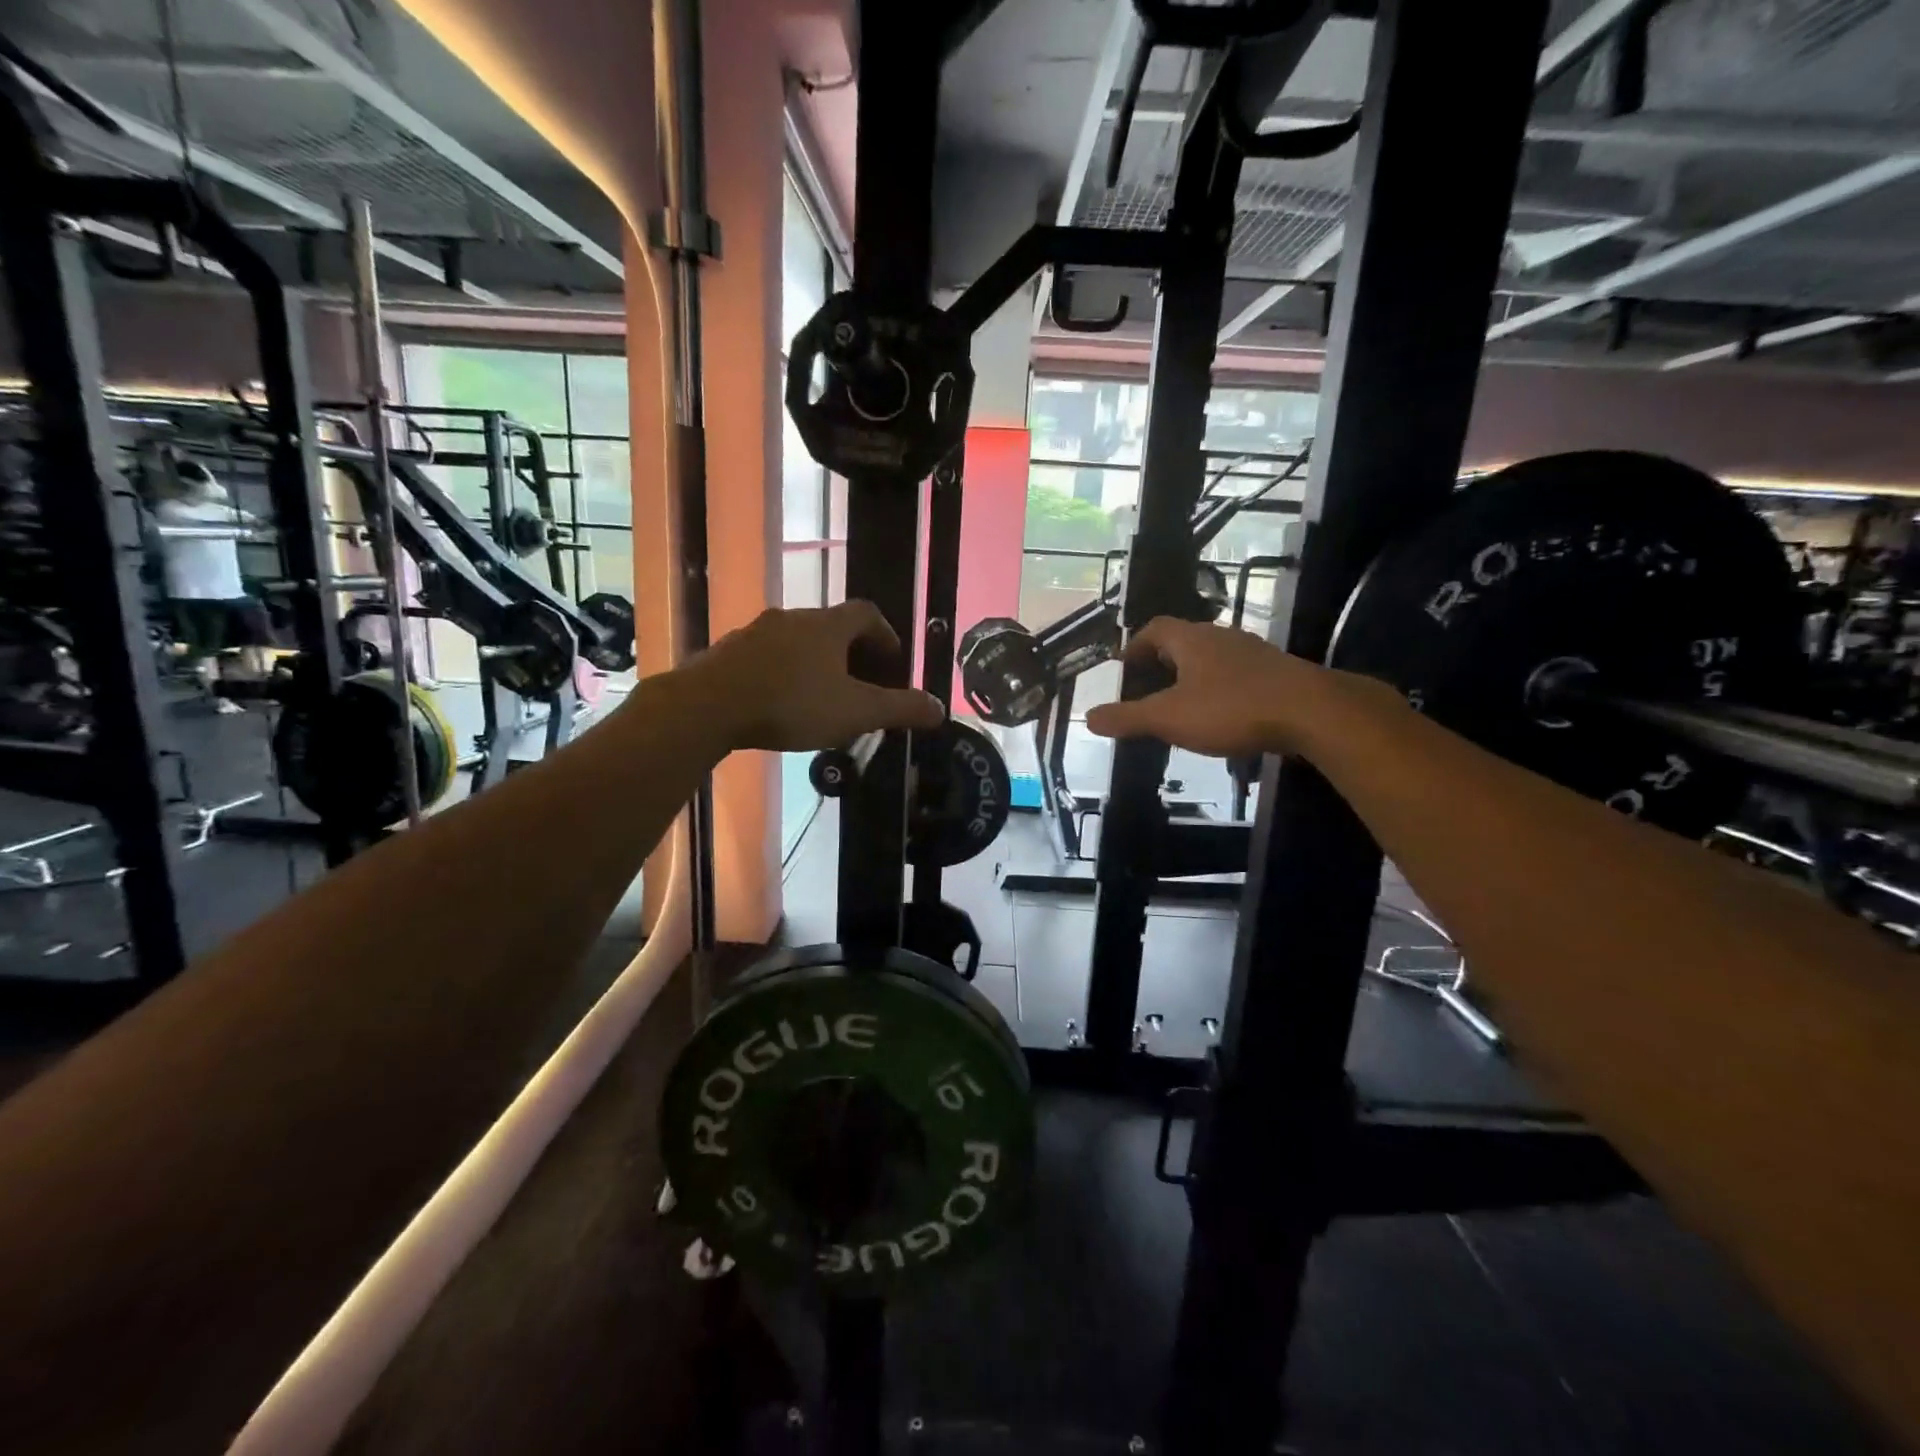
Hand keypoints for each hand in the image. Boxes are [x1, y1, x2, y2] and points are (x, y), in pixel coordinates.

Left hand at [680, 601, 944, 750]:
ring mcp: (755, 633)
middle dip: (850, 651)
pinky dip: (781, 672)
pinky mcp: (727, 653)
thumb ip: (900, 709)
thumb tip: (941, 708)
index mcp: (827, 626)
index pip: (865, 613)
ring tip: (820, 695)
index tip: (892, 659)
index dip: (884, 633)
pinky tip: (778, 702)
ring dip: (813, 661)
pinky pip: (765, 656)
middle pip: (830, 626)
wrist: (708, 707)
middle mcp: (792, 618)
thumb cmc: (791, 704)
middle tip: (860, 683)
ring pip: (795, 641)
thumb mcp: (855, 712)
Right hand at [1085, 618, 1367, 758]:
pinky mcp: (1276, 673)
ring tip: (1181, 702)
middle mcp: (1221, 637)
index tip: (1124, 666)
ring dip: (1193, 675)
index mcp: (1191, 640)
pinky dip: (1220, 689)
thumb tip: (1088, 718)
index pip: (1155, 628)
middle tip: (1147, 686)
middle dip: (1162, 660)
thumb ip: (1127, 718)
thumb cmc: (1231, 708)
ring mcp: (1253, 653)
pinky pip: (1237, 674)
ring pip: (1213, 657)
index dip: (1135, 645)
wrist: (1312, 712)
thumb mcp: (1169, 717)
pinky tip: (1222, 715)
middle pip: (1184, 640)